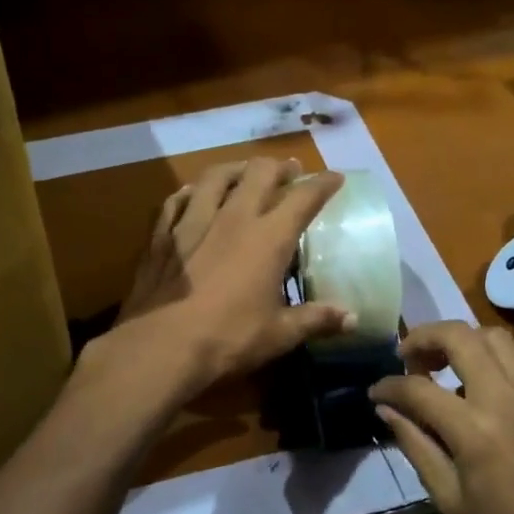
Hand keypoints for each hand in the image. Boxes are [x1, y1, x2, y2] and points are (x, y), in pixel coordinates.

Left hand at [98, 159, 354, 401]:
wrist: (160, 345)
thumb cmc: (227, 339)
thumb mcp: (278, 335)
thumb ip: (316, 320)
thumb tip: (353, 319)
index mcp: (268, 238)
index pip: (303, 198)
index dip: (322, 184)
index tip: (335, 178)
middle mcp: (233, 218)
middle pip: (259, 174)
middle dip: (279, 167)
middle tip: (289, 171)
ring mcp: (193, 221)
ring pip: (216, 177)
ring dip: (235, 169)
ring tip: (243, 172)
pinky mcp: (162, 234)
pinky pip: (176, 200)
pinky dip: (190, 192)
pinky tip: (192, 194)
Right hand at [369, 322, 513, 513]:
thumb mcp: (450, 500)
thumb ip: (416, 445)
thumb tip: (386, 409)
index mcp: (476, 431)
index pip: (420, 388)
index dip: (389, 385)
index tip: (375, 391)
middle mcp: (507, 401)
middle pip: (461, 337)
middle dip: (425, 336)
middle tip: (406, 356)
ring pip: (493, 339)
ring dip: (460, 341)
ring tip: (439, 364)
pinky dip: (486, 361)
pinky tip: (473, 390)